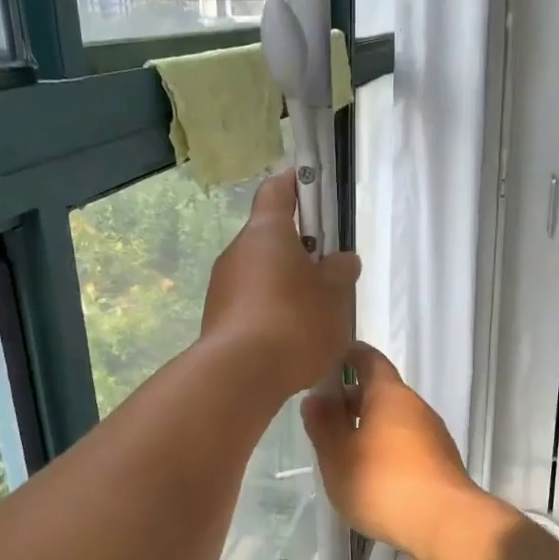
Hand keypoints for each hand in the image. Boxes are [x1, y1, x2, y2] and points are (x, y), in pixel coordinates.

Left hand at [202, 174, 360, 395]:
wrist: (240, 375)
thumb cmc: (294, 321)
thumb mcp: (334, 295)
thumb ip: (340, 272)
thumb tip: (341, 260)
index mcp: (267, 232)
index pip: (277, 191)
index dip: (295, 184)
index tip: (312, 185)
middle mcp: (238, 252)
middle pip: (270, 237)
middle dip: (299, 250)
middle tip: (328, 271)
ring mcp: (222, 287)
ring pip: (261, 274)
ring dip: (285, 285)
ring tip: (314, 314)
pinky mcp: (218, 319)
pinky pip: (251, 304)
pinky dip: (271, 312)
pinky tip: (291, 339)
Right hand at [301, 343, 490, 559]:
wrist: (445, 524)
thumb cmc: (382, 482)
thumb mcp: (337, 454)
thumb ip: (323, 423)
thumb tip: (316, 396)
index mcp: (389, 394)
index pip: (367, 358)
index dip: (346, 356)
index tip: (324, 363)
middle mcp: (415, 405)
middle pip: (381, 390)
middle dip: (352, 398)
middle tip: (323, 415)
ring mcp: (433, 434)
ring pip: (394, 419)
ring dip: (369, 426)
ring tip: (342, 447)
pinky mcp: (441, 461)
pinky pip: (407, 443)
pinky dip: (386, 448)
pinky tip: (371, 472)